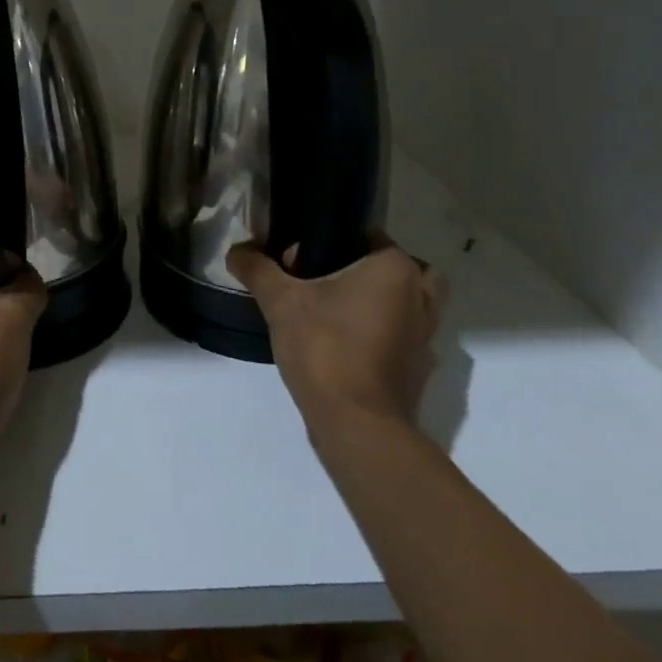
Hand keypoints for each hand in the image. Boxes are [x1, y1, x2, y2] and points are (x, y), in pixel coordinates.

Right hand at [228, 238, 446, 434]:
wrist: (357, 426)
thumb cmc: (325, 348)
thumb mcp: (280, 301)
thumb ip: (257, 269)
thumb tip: (236, 250)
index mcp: (395, 269)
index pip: (368, 235)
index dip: (330, 241)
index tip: (298, 261)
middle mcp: (420, 296)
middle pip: (395, 268)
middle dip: (364, 269)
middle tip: (324, 280)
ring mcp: (426, 337)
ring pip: (405, 302)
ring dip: (377, 301)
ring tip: (333, 311)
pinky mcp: (419, 369)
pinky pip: (402, 335)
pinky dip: (381, 333)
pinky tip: (345, 343)